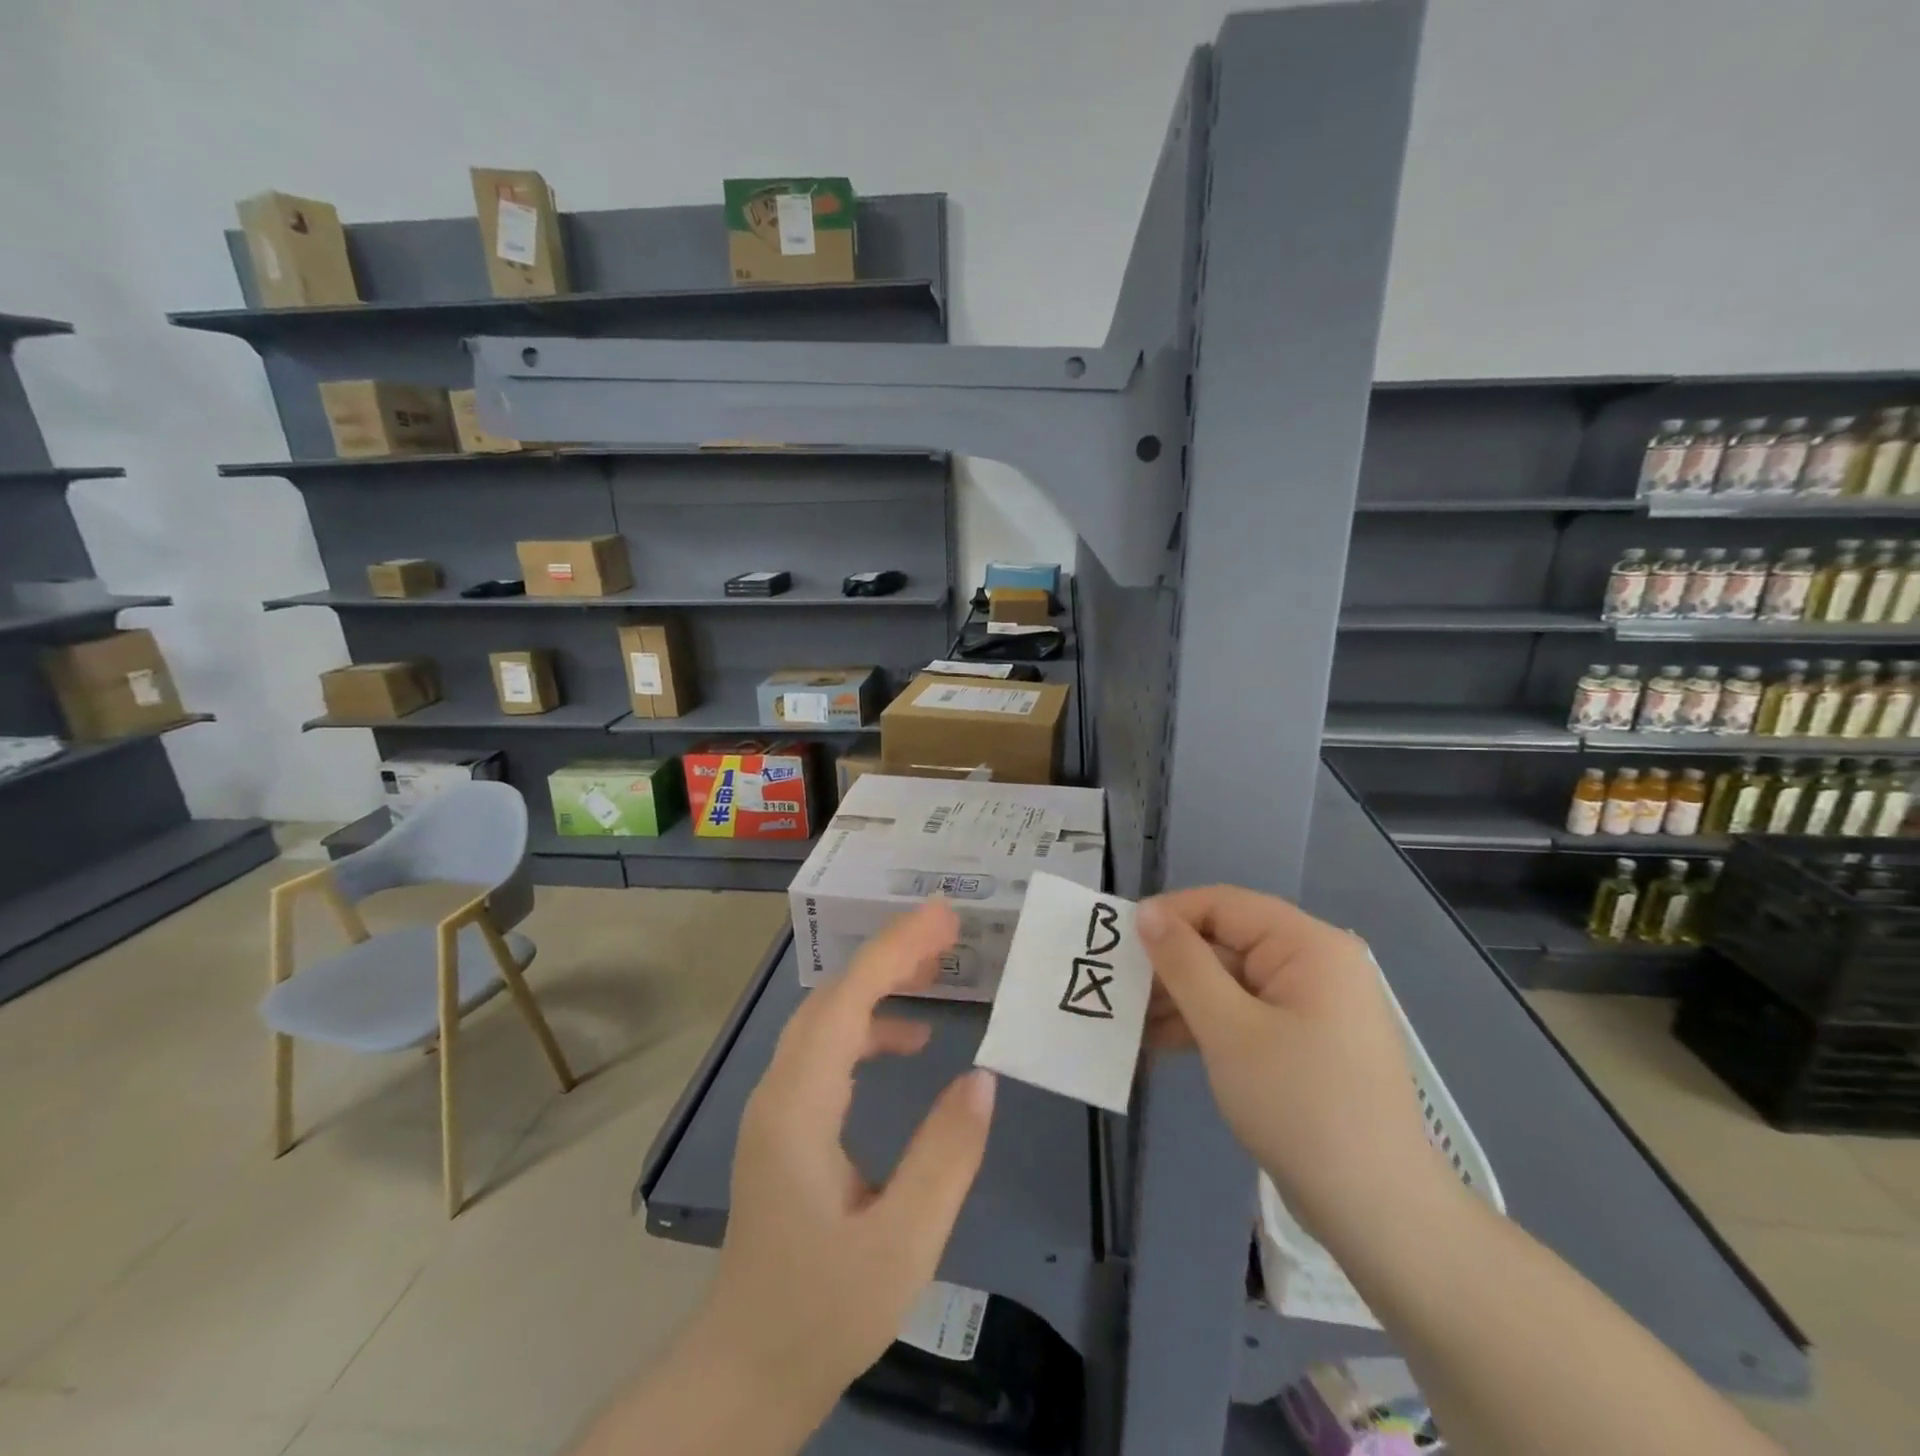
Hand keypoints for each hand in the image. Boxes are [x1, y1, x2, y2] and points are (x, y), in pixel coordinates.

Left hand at [689, 901, 996, 1428]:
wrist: (747, 1371)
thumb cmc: (823, 1309)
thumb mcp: (902, 1241)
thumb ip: (945, 1154)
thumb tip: (982, 1077)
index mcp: (799, 1105)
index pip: (847, 999)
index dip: (895, 949)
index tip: (943, 916)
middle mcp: (779, 1089)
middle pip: (834, 996)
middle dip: (890, 954)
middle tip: (949, 933)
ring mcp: (777, 1106)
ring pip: (827, 1018)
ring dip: (879, 985)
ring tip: (935, 972)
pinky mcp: (786, 1124)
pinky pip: (828, 1050)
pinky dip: (868, 1027)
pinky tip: (909, 1043)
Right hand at [1138, 887, 1448, 1242]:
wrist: (1377, 1213)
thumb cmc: (1300, 1105)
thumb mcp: (1228, 1028)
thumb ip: (1183, 963)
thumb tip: (1145, 911)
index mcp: (1308, 945)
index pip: (1224, 905)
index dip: (1169, 916)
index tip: (1118, 942)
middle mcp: (1314, 964)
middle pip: (1226, 943)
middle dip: (1170, 966)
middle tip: (1117, 989)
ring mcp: (1311, 1006)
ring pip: (1230, 982)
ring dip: (1181, 1000)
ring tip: (1127, 1023)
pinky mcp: (1304, 1042)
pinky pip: (1245, 1015)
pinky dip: (1206, 1026)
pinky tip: (1158, 1044)